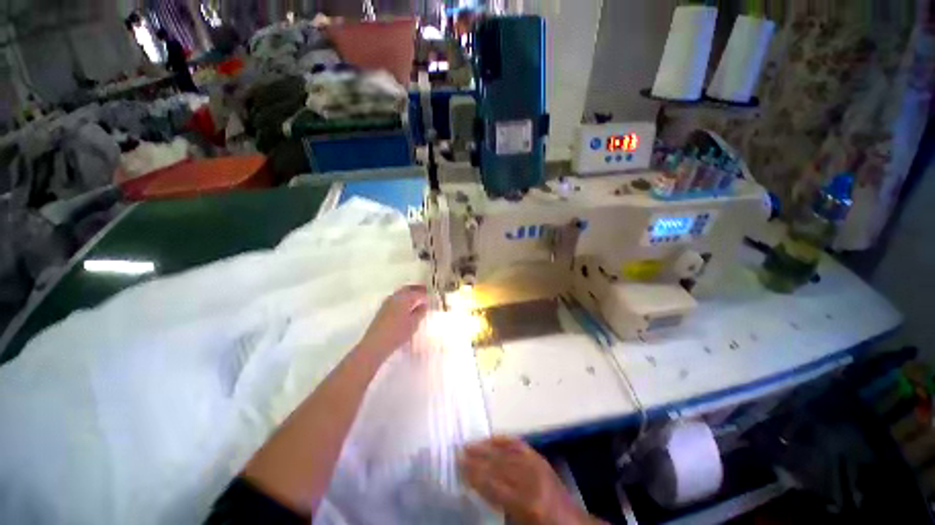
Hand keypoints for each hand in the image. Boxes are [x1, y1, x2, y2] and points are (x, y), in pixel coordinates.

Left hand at [356, 285, 427, 358]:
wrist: (376, 343)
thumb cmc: (398, 333)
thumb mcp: (413, 323)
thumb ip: (420, 312)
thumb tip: (424, 304)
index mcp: (404, 298)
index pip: (417, 292)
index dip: (425, 294)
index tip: (431, 297)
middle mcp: (395, 297)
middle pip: (408, 289)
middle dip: (417, 290)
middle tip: (425, 293)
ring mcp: (387, 302)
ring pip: (401, 293)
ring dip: (409, 294)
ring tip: (417, 300)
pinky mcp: (383, 309)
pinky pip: (396, 299)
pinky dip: (403, 299)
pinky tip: (406, 307)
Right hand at [460, 437, 596, 524]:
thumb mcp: (516, 523)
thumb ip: (497, 504)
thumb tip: (476, 486)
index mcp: (525, 503)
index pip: (492, 485)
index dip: (474, 474)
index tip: (458, 465)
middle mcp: (531, 480)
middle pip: (498, 465)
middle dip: (477, 458)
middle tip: (459, 451)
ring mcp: (538, 467)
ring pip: (507, 453)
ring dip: (487, 447)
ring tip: (471, 444)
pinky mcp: (541, 460)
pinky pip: (520, 446)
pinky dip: (505, 440)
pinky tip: (493, 437)